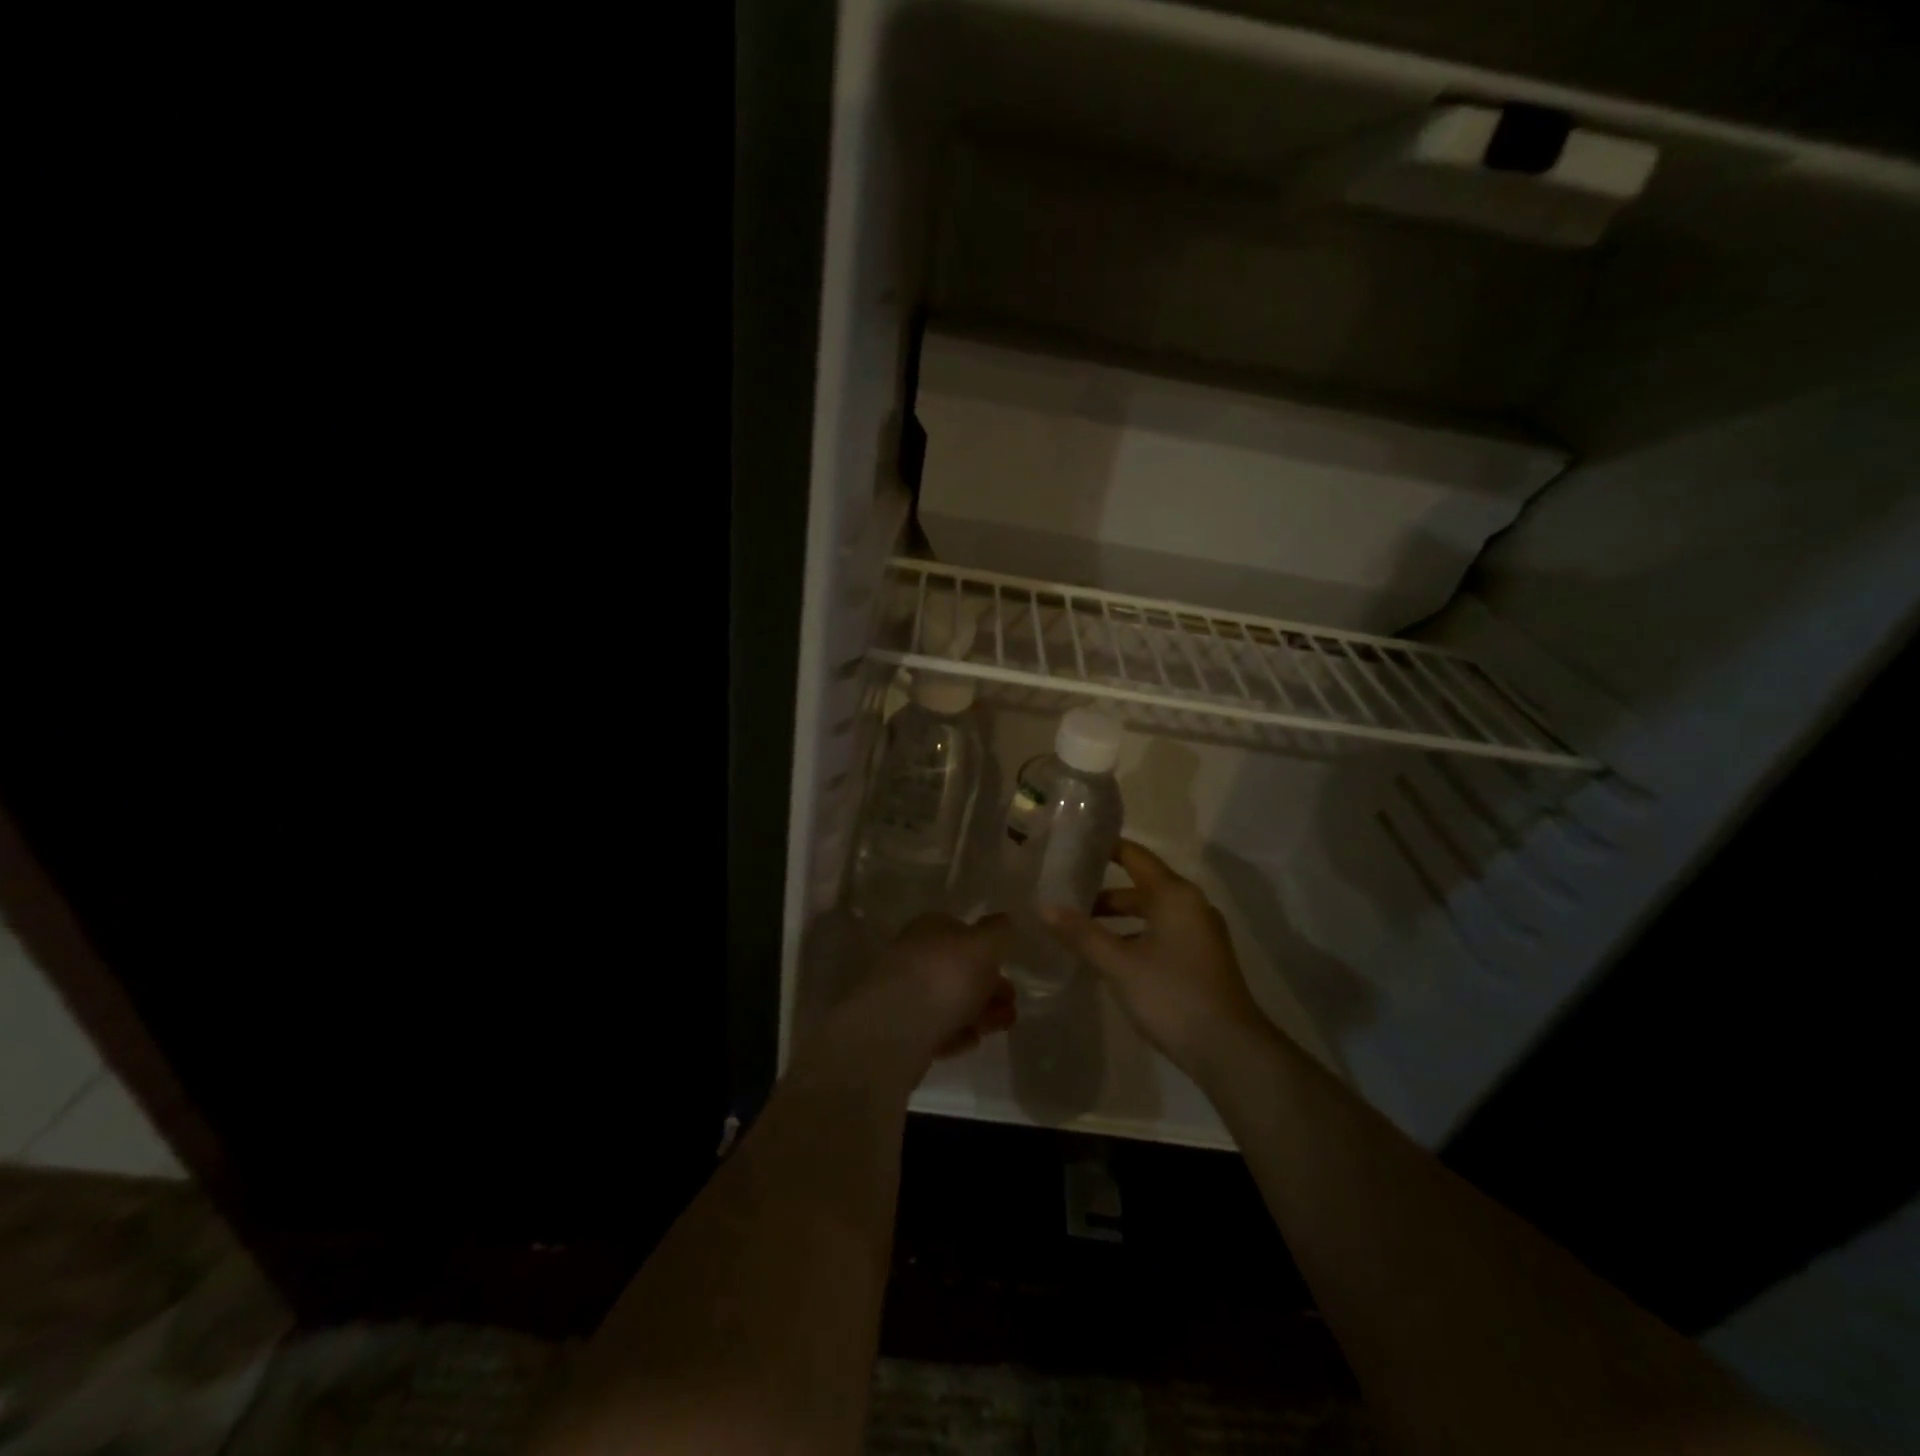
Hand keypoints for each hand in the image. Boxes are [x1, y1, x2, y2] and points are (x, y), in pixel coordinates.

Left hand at [885, 912, 1017, 1060]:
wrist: (895, 1031)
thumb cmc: (944, 977)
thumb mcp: (983, 945)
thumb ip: (998, 932)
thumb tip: (1005, 921)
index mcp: (930, 928)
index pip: (963, 931)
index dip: (989, 949)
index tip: (1010, 968)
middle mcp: (915, 956)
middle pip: (960, 970)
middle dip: (990, 987)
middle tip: (1011, 1004)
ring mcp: (906, 993)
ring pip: (951, 1000)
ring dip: (981, 1013)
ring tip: (1001, 1026)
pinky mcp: (903, 1029)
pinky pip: (937, 1029)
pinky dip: (957, 1033)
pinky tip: (971, 1041)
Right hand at [1041, 839, 1267, 1076]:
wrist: (1230, 1051)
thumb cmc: (1172, 995)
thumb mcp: (1119, 964)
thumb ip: (1082, 934)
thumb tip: (1045, 907)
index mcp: (1174, 895)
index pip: (1134, 856)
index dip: (1104, 848)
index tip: (1072, 846)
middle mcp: (1191, 905)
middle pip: (1141, 886)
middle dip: (1103, 891)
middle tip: (1064, 894)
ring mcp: (1200, 933)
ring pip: (1151, 913)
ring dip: (1117, 918)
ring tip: (1079, 929)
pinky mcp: (1202, 958)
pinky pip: (1161, 933)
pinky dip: (1134, 935)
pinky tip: (1110, 957)